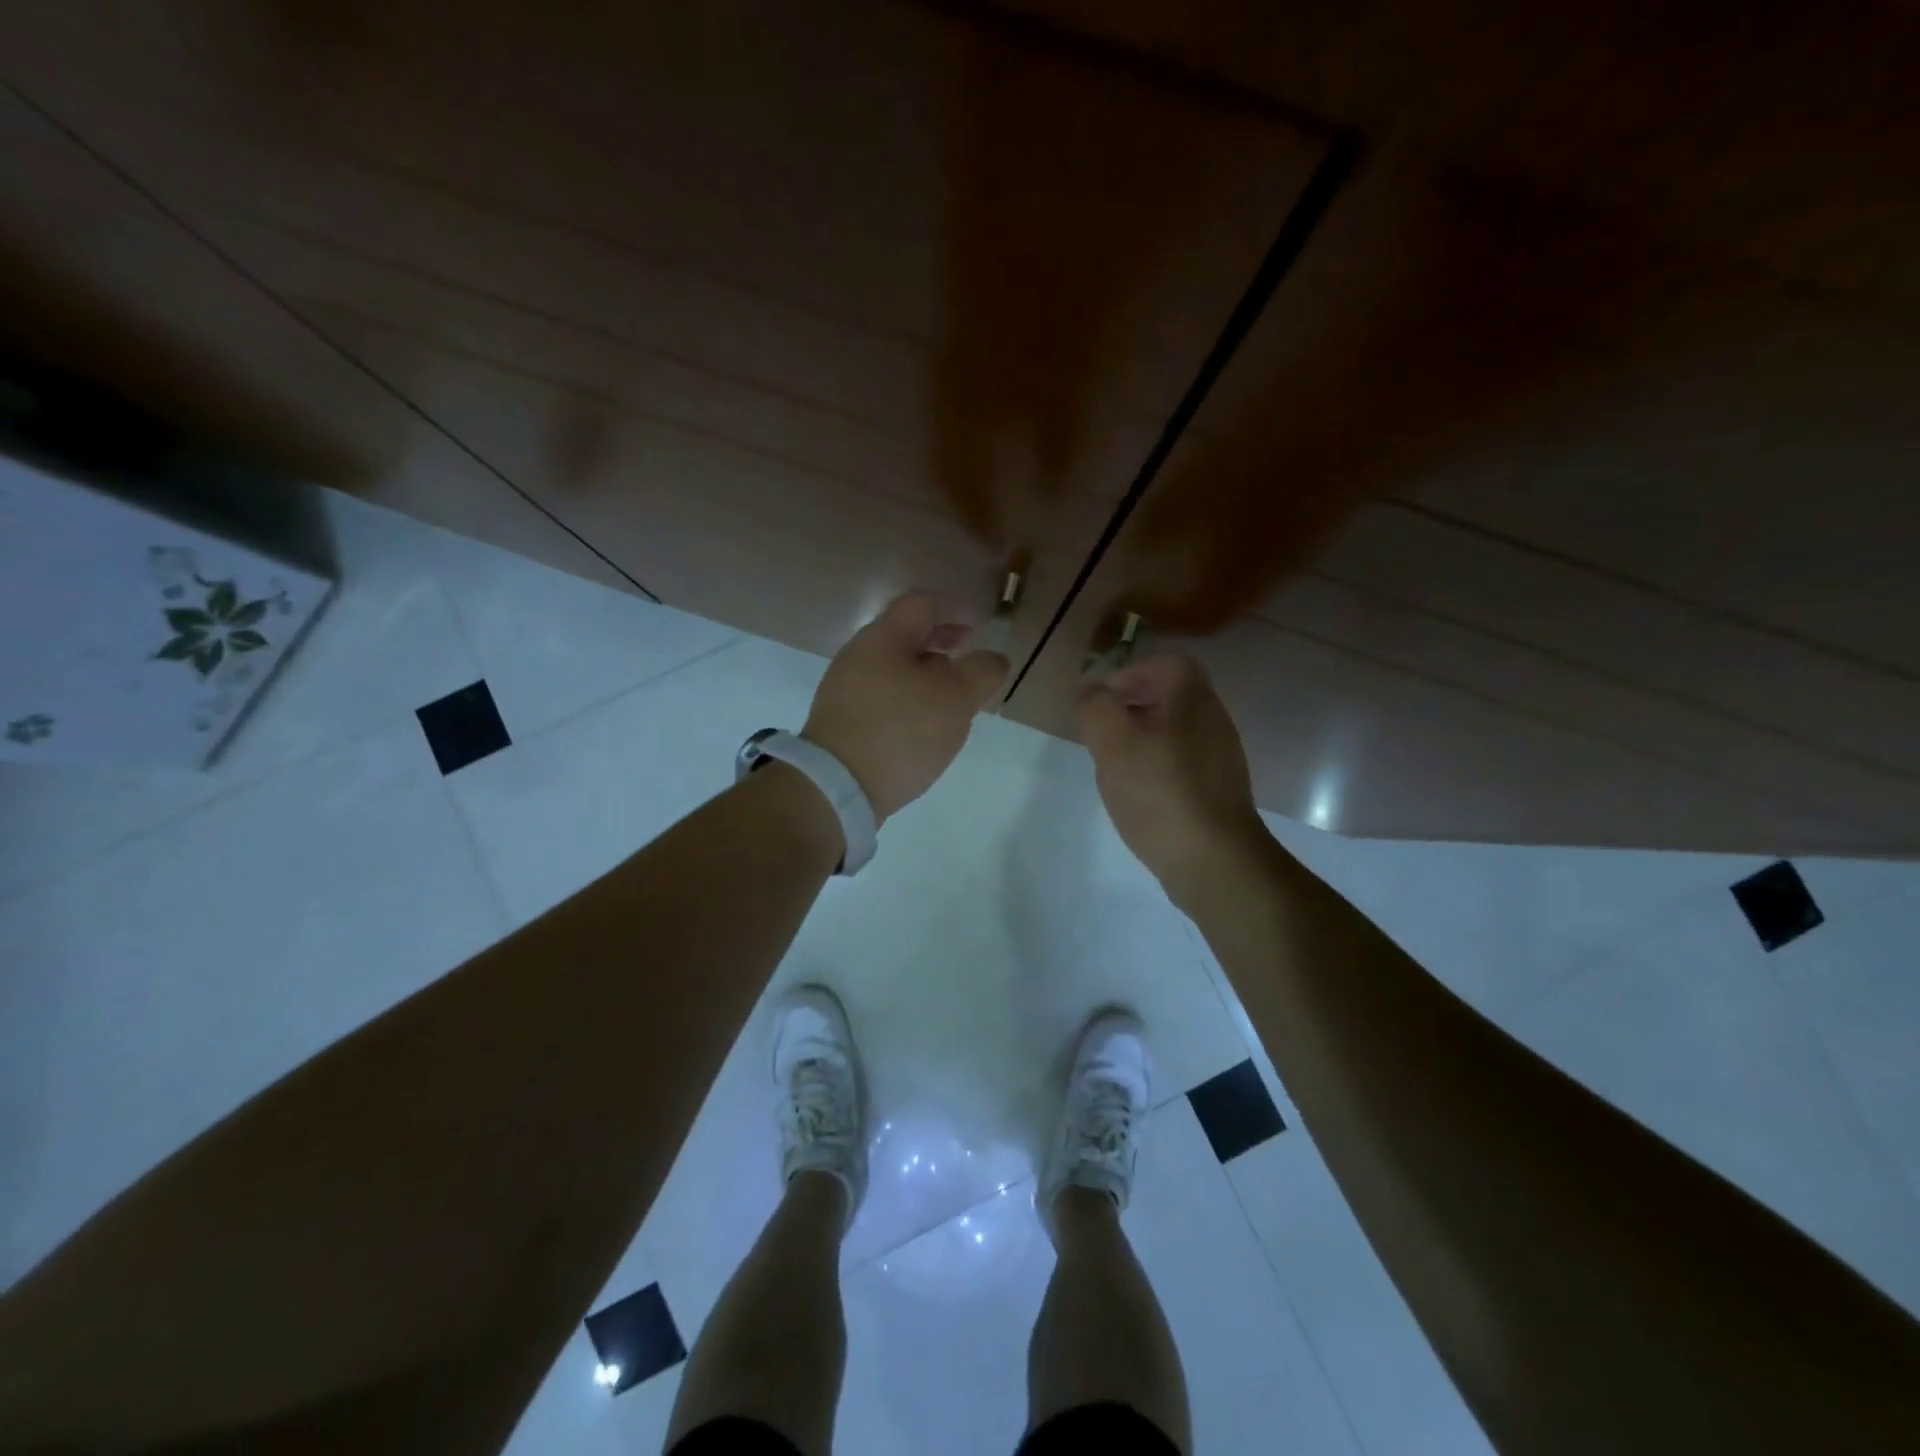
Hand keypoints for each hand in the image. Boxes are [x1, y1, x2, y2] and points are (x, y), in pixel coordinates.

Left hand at [802, 590, 1008, 823]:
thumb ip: (982, 671)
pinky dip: (909, 695)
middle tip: (968, 652)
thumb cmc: (901, 730)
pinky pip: (883, 695)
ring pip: (893, 666)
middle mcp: (858, 656)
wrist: (837, 786)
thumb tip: (992, 658)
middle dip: (940, 639)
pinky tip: (924, 722)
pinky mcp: (842, 722)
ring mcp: (845, 690)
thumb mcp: (956, 698)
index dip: (954, 607)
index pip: (921, 604)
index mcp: (883, 638)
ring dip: (926, 671)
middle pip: (904, 634)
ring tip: (952, 692)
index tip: (979, 623)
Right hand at [1078, 652, 1266, 888]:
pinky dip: (1158, 764)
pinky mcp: (1218, 789)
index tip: (1105, 696)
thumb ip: (1096, 708)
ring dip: (1143, 736)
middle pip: (1173, 694)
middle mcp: (1213, 720)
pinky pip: (1183, 760)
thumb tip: (1092, 691)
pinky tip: (1139, 792)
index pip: (1168, 662)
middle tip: (1104, 729)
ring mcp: (1220, 757)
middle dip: (1134, 704)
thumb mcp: (1113, 744)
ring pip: (1177, 729)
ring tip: (1115, 763)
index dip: (1133, 670)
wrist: (1214, 860)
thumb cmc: (1160, 793)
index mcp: (1192, 699)